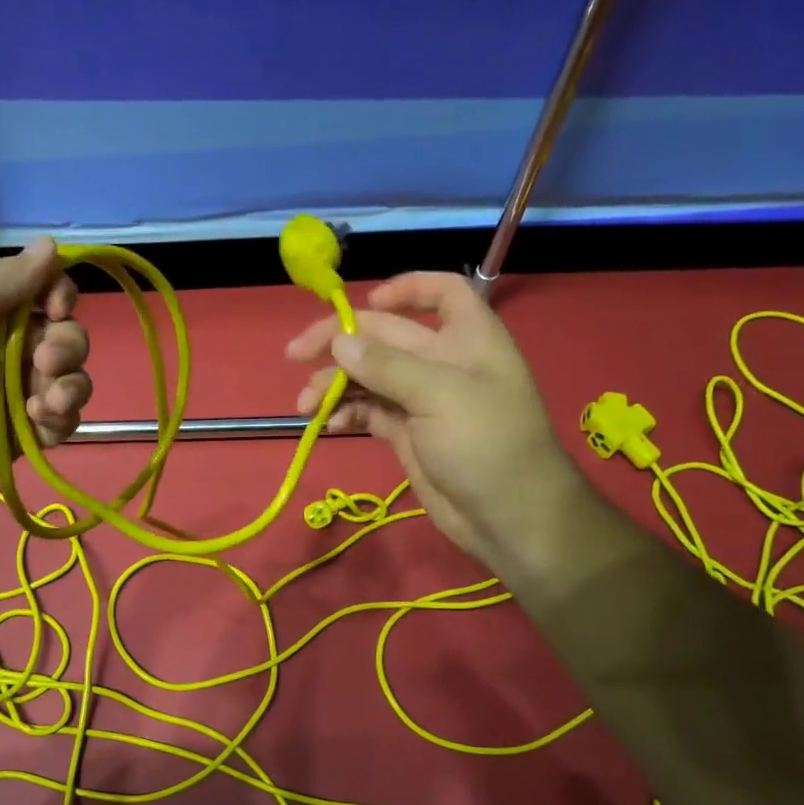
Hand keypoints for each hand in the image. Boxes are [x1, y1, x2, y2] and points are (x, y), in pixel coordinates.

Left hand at [0, 238, 90, 534]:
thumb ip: (3, 278)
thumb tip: (53, 244)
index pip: (38, 290)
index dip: (58, 295)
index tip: (56, 308)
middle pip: (62, 333)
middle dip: (67, 344)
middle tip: (43, 362)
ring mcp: (10, 394)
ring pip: (70, 378)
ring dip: (70, 385)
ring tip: (45, 404)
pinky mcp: (20, 436)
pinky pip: (62, 420)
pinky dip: (62, 419)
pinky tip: (41, 424)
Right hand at [287, 272, 575, 568]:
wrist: (509, 516)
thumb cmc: (487, 443)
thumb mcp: (440, 395)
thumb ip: (387, 366)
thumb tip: (340, 341)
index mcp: (466, 337)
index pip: (442, 292)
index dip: (406, 289)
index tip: (366, 302)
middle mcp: (443, 362)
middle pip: (385, 336)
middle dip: (340, 343)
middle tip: (295, 355)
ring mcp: (422, 400)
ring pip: (370, 377)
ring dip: (336, 384)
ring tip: (305, 405)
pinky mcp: (407, 434)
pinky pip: (369, 413)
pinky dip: (346, 414)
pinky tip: (326, 425)